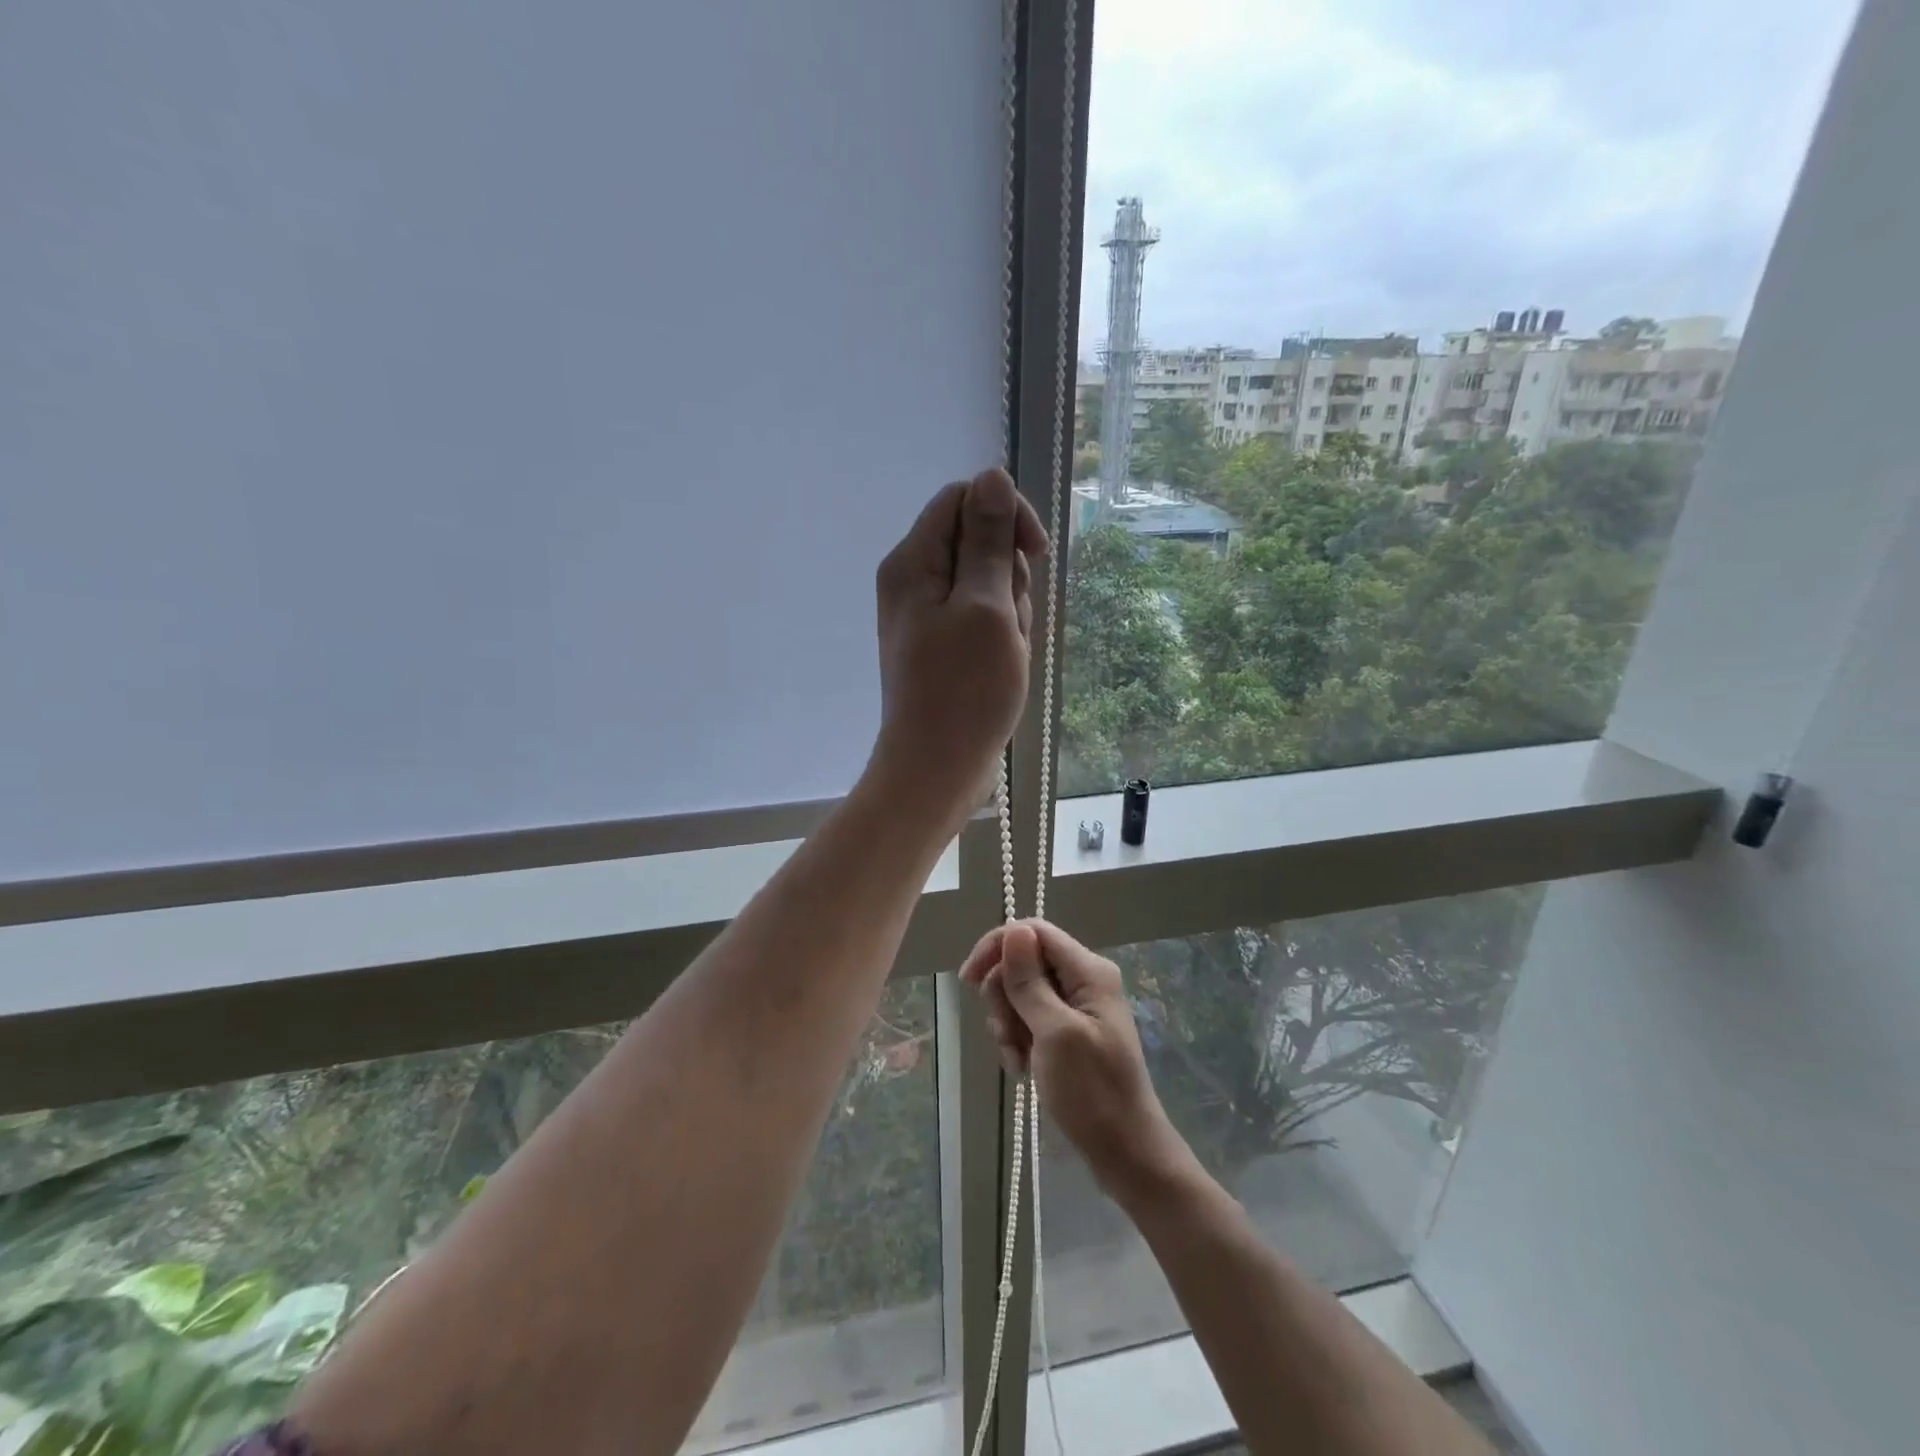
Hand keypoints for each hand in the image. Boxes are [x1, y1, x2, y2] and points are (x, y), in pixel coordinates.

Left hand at [868, 469, 1047, 831]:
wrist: (938, 768)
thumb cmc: (965, 689)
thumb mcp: (986, 606)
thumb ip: (988, 539)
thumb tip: (992, 475)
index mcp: (913, 561)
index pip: (964, 499)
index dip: (1006, 516)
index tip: (1034, 555)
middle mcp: (914, 580)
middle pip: (978, 542)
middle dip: (1009, 576)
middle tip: (1008, 623)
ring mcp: (928, 615)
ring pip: (988, 584)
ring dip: (1010, 611)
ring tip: (1005, 653)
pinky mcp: (944, 644)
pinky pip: (984, 619)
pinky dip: (1002, 636)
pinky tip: (1003, 666)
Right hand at [960, 919, 1192, 1204]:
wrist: (1125, 1154)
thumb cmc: (1092, 1093)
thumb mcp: (1055, 1033)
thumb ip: (1031, 981)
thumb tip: (1014, 928)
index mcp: (1088, 971)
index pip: (1033, 931)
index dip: (998, 947)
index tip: (968, 980)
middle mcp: (1083, 981)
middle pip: (1024, 962)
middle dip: (1004, 995)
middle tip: (1006, 1034)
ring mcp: (1077, 1008)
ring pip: (1022, 993)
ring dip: (1009, 1023)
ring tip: (1017, 1058)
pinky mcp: (1069, 1033)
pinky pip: (1030, 1020)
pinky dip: (1019, 1040)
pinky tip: (1022, 1068)